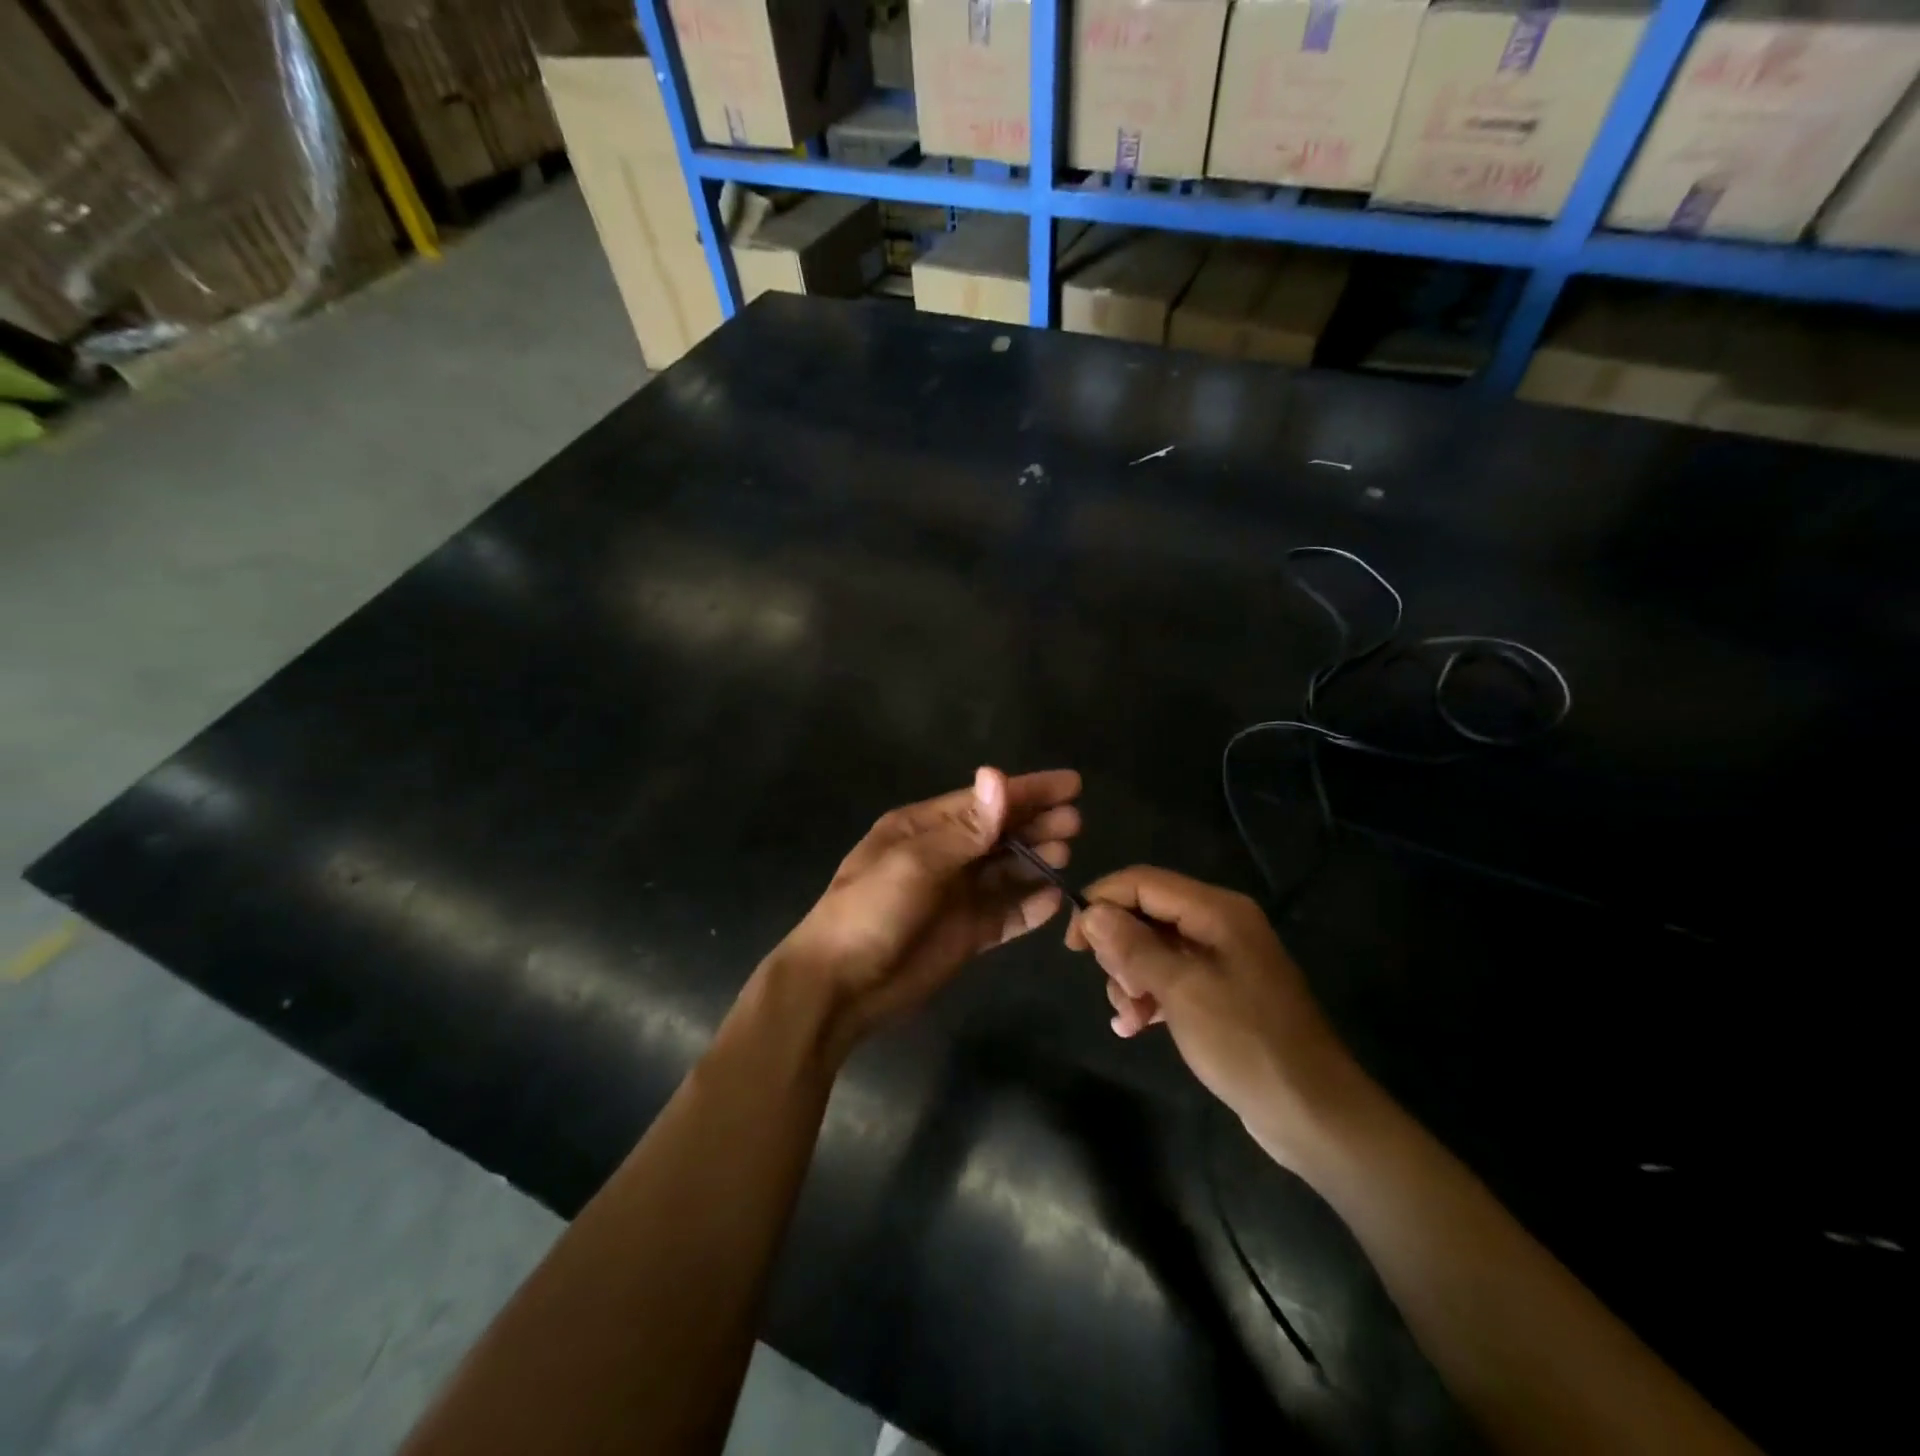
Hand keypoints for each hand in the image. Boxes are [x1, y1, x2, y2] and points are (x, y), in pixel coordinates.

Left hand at [768, 767, 1081, 1058]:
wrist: (840, 988)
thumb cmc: (869, 913)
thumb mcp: (913, 864)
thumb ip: (964, 828)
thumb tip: (998, 775)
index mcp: (923, 829)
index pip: (984, 802)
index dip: (1028, 791)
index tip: (1071, 785)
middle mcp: (943, 856)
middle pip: (1000, 834)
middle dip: (1037, 824)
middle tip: (1076, 822)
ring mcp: (956, 896)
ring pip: (1007, 871)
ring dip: (1036, 860)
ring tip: (1067, 854)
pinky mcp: (967, 933)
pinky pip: (1007, 913)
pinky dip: (1031, 906)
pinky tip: (1055, 900)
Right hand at [1065, 866, 1365, 1168]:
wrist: (1313, 1113)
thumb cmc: (1245, 1043)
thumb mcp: (1181, 991)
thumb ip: (1133, 946)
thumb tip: (1092, 912)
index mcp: (1216, 910)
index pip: (1142, 882)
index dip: (1101, 902)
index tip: (1073, 942)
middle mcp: (1219, 924)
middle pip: (1146, 913)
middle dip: (1119, 947)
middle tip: (1117, 985)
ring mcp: (1222, 959)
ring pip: (1153, 947)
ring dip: (1130, 977)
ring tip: (1128, 1014)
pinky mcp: (1221, 991)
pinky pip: (1171, 977)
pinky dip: (1149, 995)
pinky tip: (1134, 1026)